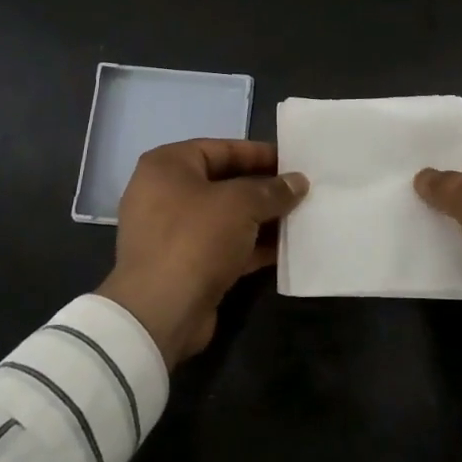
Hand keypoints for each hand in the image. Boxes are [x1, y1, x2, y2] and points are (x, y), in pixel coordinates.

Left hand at [98, 139, 309, 366]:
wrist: (160, 313)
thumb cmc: (195, 239)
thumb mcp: (240, 205)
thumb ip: (272, 190)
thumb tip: (298, 182)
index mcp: (167, 166)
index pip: (221, 149)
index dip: (259, 154)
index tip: (293, 162)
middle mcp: (164, 193)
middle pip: (224, 182)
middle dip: (264, 189)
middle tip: (301, 191)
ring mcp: (172, 232)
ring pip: (226, 217)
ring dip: (261, 219)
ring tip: (301, 218)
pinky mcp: (184, 264)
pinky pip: (224, 245)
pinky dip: (251, 245)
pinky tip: (286, 249)